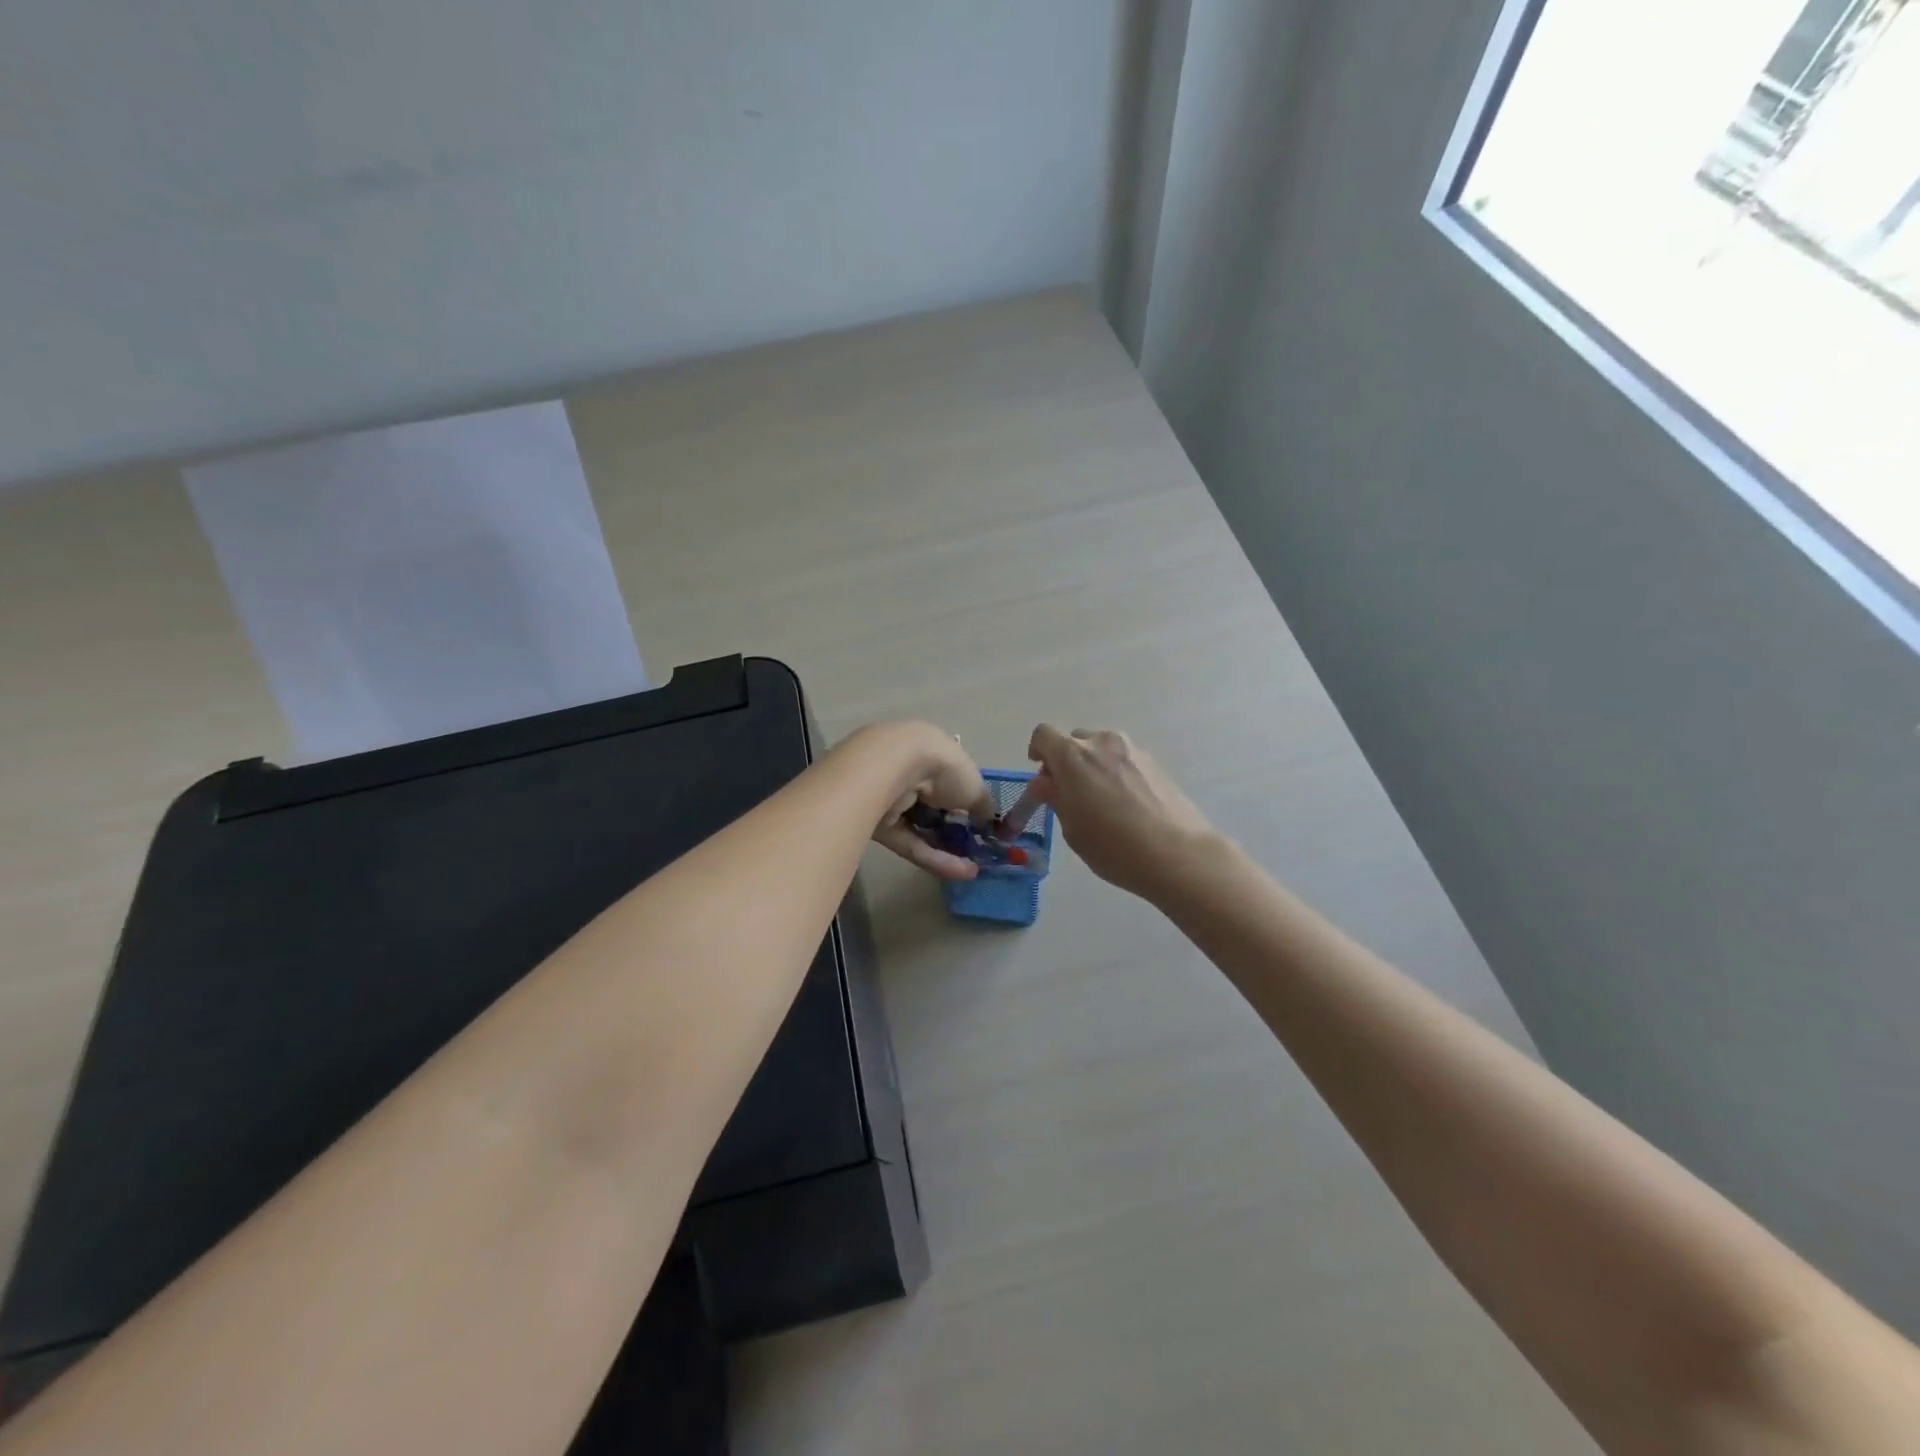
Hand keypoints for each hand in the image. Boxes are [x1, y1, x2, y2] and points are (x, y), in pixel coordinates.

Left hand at [854, 722, 994, 880]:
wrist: (892, 771)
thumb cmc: (942, 768)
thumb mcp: (975, 787)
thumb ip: (984, 807)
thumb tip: (989, 822)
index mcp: (931, 751)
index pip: (950, 779)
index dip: (966, 802)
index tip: (981, 823)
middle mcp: (909, 772)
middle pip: (934, 806)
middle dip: (955, 829)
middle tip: (977, 850)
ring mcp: (892, 800)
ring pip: (922, 828)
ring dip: (948, 848)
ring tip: (974, 868)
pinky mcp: (880, 826)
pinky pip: (912, 844)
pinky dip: (935, 858)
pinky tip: (961, 873)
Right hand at [1025, 725, 1216, 899]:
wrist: (1177, 853)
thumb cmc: (1113, 846)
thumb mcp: (1072, 828)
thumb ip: (1055, 798)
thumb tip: (1044, 782)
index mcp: (1073, 756)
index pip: (1043, 734)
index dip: (1038, 751)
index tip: (1043, 776)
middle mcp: (1101, 742)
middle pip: (1074, 740)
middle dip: (1067, 762)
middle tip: (1071, 794)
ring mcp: (1132, 749)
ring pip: (1101, 749)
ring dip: (1093, 766)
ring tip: (1102, 800)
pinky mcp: (1155, 761)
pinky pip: (1124, 759)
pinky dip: (1117, 772)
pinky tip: (1126, 804)